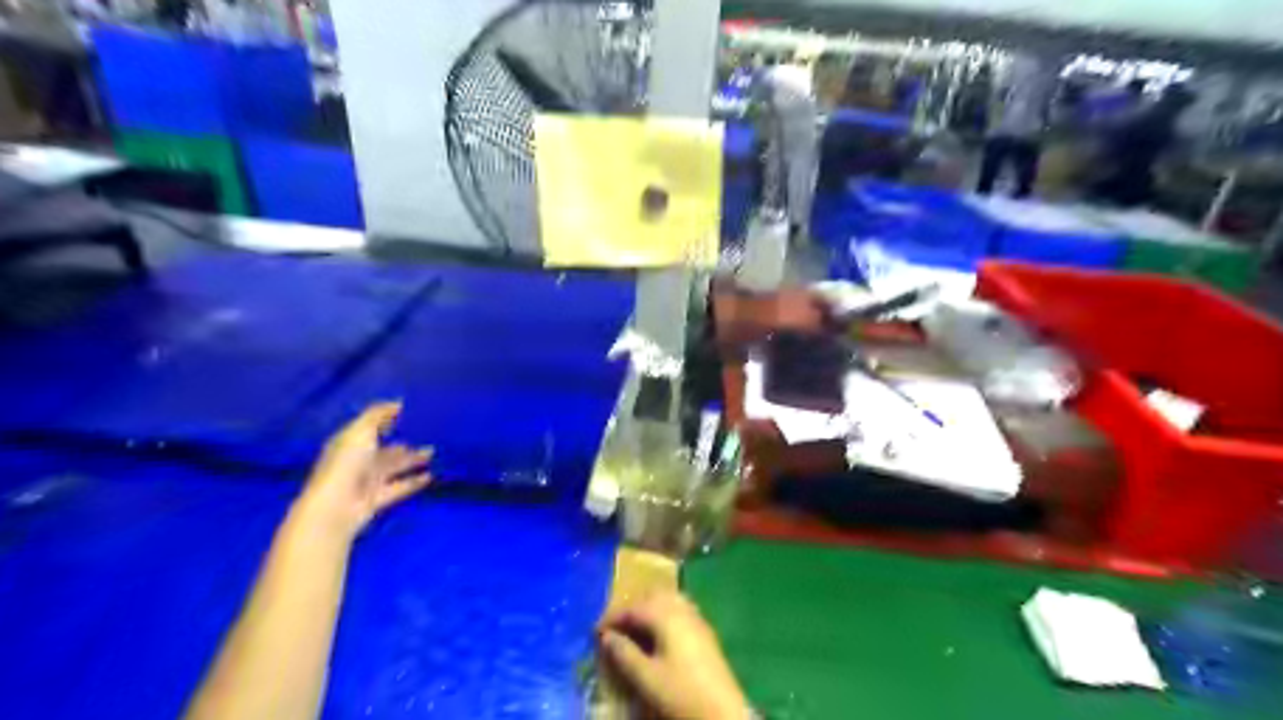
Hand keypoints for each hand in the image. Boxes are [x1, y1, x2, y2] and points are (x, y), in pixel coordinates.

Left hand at [294, 402, 431, 537]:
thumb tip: (397, 403)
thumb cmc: (346, 463)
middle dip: (405, 440)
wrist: (336, 506)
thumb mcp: (360, 431)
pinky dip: (414, 481)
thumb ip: (378, 415)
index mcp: (350, 442)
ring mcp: (368, 480)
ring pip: (395, 466)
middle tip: (429, 433)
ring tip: (434, 451)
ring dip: (413, 459)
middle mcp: (358, 460)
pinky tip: (430, 475)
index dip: (387, 419)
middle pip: (385, 449)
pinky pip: (400, 486)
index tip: (412, 411)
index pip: (370, 427)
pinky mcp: (378, 498)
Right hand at [603, 592, 753, 718]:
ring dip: (650, 609)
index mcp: (665, 615)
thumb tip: (606, 637)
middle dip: (632, 608)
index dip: (612, 619)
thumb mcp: (646, 678)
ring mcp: (697, 618)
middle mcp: (682, 609)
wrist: (724, 712)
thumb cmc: (681, 693)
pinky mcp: (705, 631)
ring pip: (668, 600)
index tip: (596, 633)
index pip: (632, 608)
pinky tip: (659, 636)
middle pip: (652, 596)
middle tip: (616, 627)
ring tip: (635, 630)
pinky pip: (680, 610)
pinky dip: (664, 615)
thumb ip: (624, 654)